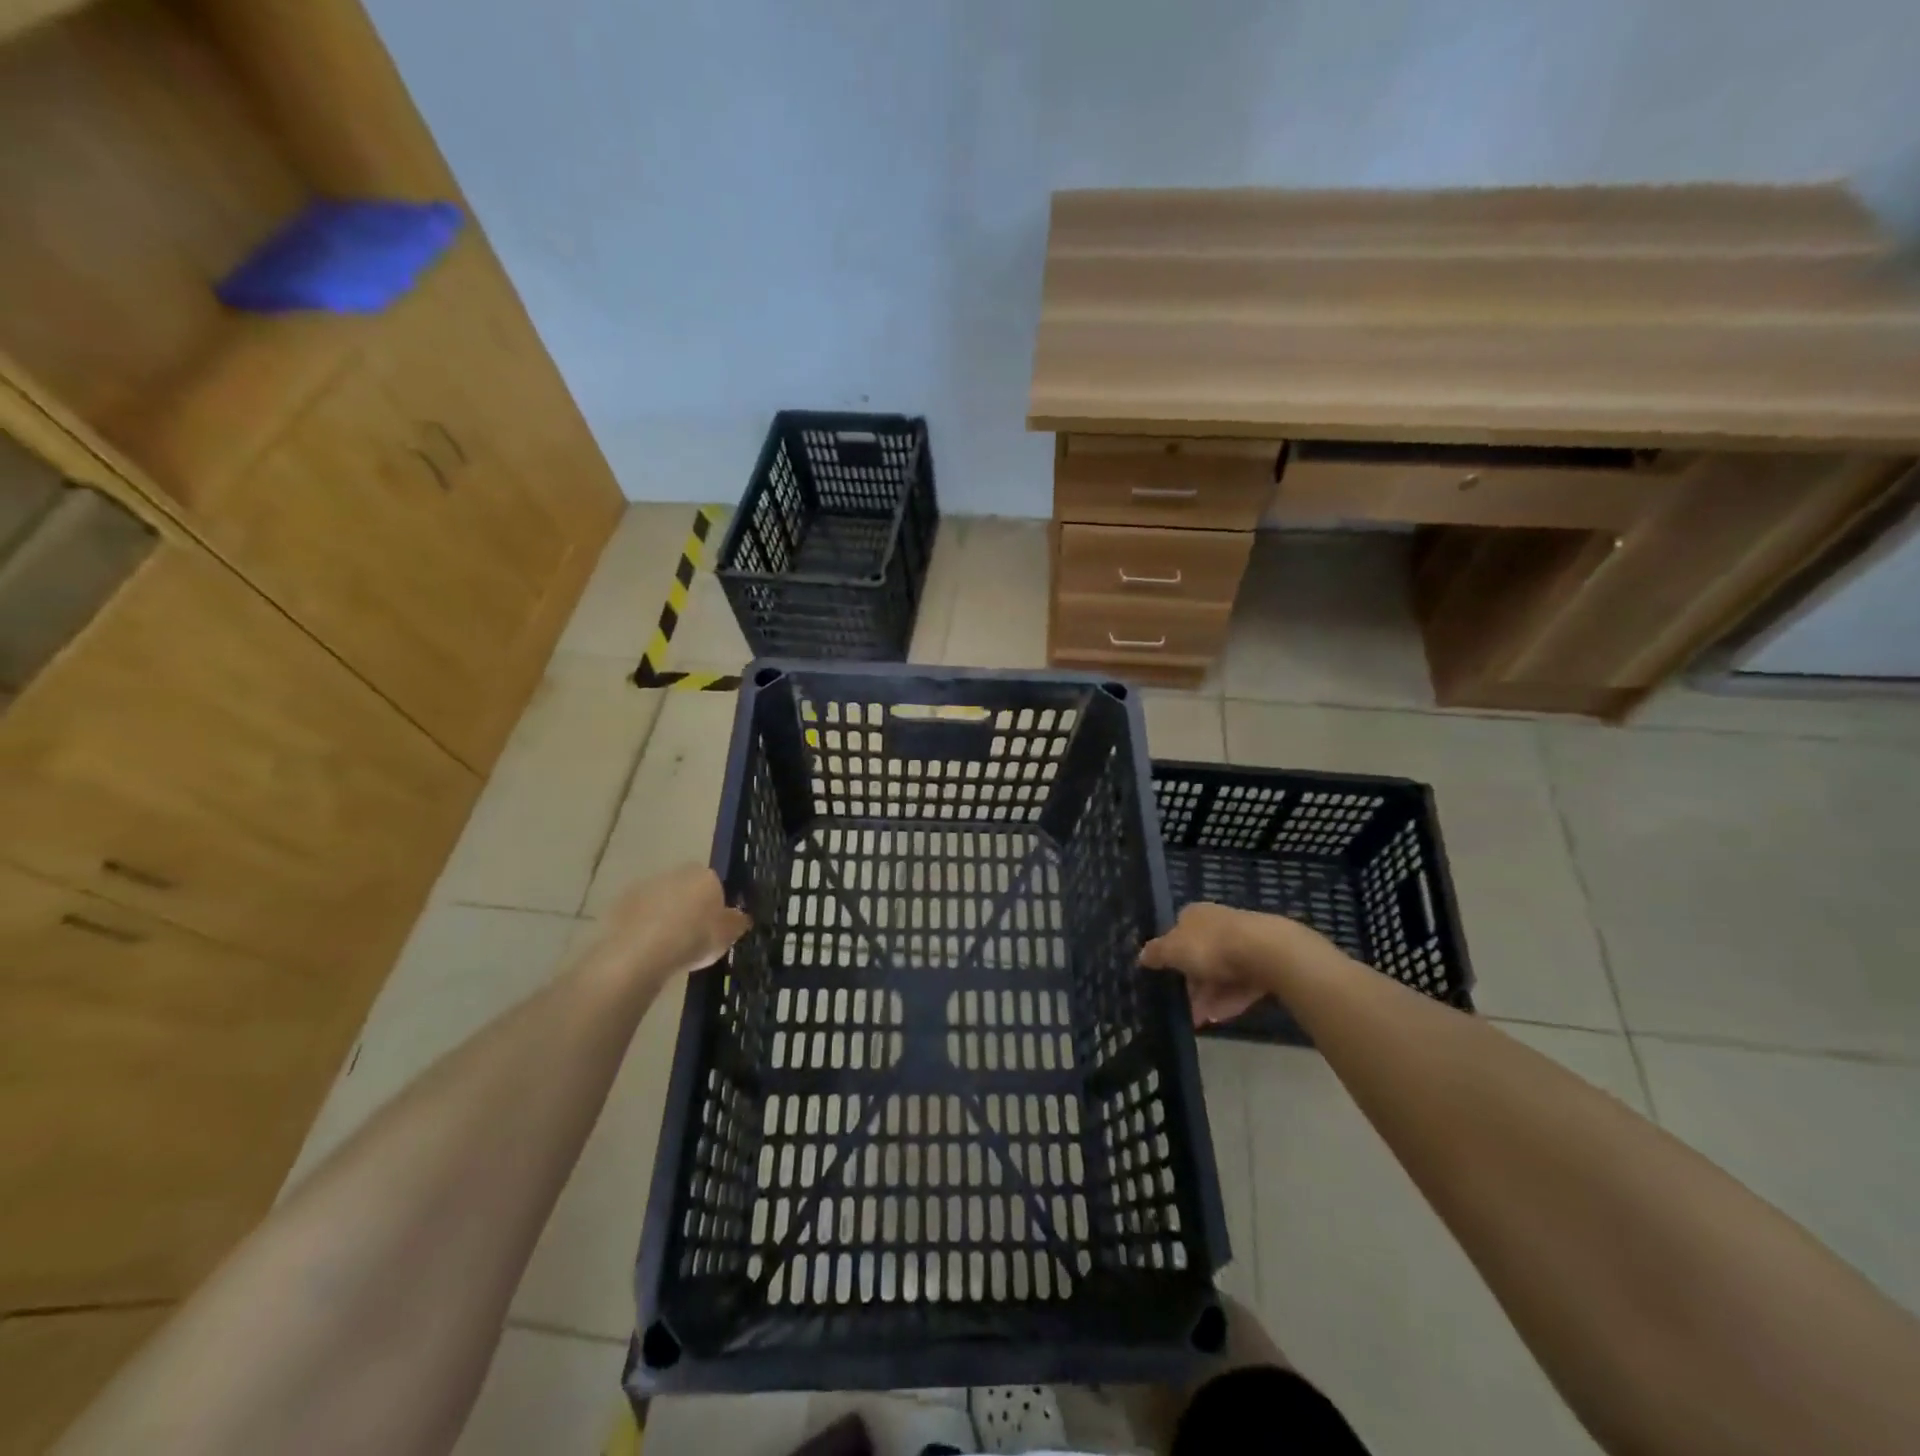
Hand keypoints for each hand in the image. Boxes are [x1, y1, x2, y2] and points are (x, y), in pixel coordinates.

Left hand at [589, 866, 750, 987]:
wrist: (641, 952)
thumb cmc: (694, 939)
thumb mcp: (727, 936)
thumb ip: (736, 923)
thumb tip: (741, 917)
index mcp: (705, 876)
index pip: (715, 884)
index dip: (714, 905)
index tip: (713, 927)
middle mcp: (675, 873)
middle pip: (686, 888)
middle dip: (688, 906)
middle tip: (691, 936)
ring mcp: (645, 886)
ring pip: (660, 899)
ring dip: (663, 915)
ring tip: (666, 947)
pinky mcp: (620, 904)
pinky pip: (638, 915)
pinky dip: (642, 927)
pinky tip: (645, 949)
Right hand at [1141, 903, 1337, 1026]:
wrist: (1266, 951)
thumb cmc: (1211, 946)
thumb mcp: (1173, 950)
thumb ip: (1156, 953)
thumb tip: (1141, 955)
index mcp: (1194, 914)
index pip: (1177, 933)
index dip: (1170, 957)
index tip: (1167, 981)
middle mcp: (1218, 923)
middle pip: (1199, 955)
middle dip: (1192, 984)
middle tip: (1186, 1008)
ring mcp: (1243, 942)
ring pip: (1221, 972)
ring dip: (1210, 997)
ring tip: (1202, 1020)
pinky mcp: (1264, 961)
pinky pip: (1241, 982)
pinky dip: (1231, 998)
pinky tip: (1223, 1016)